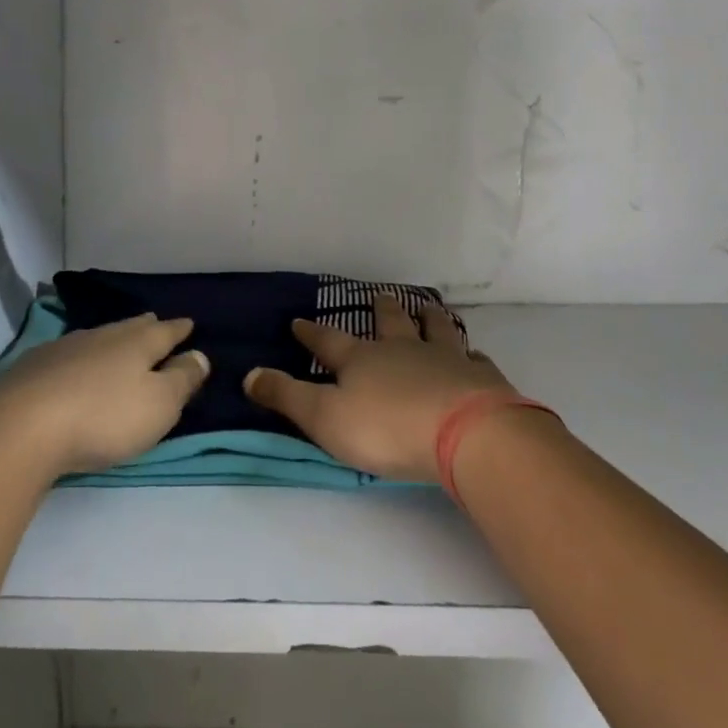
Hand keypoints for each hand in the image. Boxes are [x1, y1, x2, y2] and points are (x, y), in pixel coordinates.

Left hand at [0, 314, 209, 477]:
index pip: (166, 331)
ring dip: (112, 340)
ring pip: (99, 337)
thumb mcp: (159, 404)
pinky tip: (75, 366)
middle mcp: (103, 336)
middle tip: (155, 323)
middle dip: (147, 327)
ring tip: (119, 343)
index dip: (180, 330)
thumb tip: (200, 355)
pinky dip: (81, 357)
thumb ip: (182, 379)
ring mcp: (65, 347)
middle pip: (131, 327)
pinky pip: (68, 353)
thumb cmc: (104, 417)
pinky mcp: (34, 366)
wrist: (23, 427)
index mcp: (137, 343)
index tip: (189, 325)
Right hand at [244, 295, 513, 481]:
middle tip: (380, 294)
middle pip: (390, 322)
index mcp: (361, 360)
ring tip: (428, 307)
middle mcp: (402, 350)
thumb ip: (287, 396)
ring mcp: (444, 359)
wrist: (464, 432)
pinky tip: (474, 356)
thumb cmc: (387, 427)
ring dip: (428, 318)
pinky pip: (474, 359)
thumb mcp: (324, 417)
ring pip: (434, 329)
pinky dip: (471, 355)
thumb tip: (248, 374)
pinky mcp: (479, 378)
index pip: (328, 342)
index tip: (299, 321)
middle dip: (381, 309)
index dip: (312, 333)